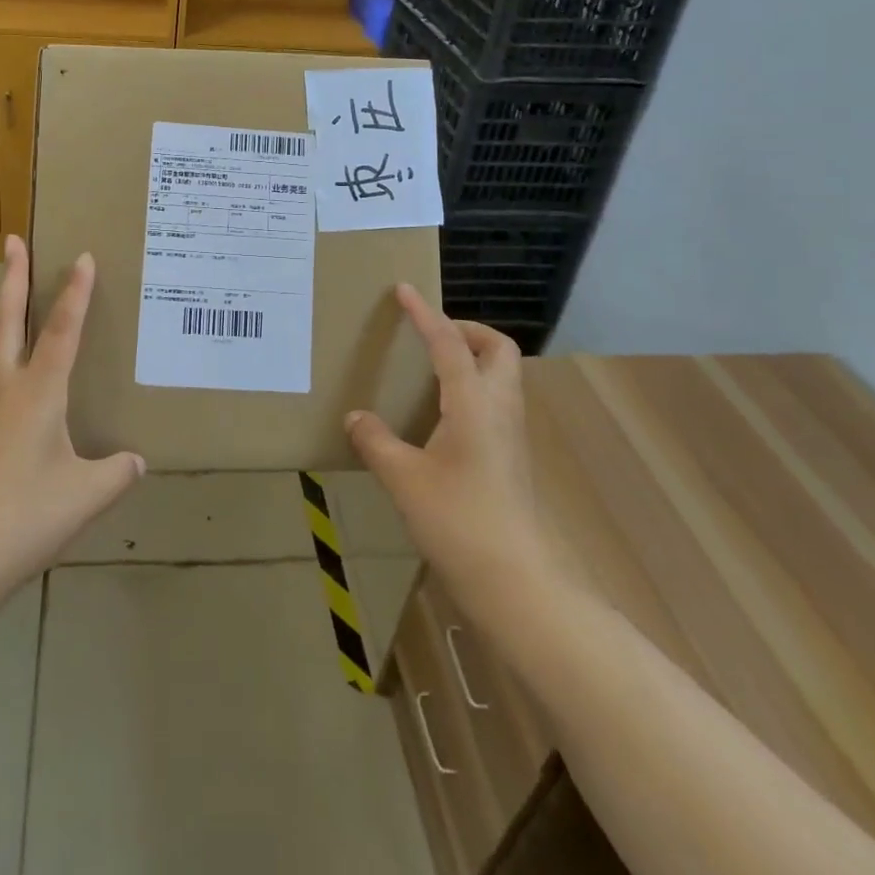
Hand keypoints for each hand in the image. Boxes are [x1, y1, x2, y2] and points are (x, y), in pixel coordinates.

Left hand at [0, 236, 144, 598]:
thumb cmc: (25, 518)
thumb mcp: (85, 496)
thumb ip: (115, 474)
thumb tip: (135, 461)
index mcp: (37, 393)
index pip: (61, 330)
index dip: (75, 292)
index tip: (82, 256)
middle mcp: (3, 388)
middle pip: (6, 319)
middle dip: (12, 276)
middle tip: (12, 240)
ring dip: (1, 312)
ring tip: (9, 296)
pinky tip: (4, 373)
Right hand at [345, 285, 544, 611]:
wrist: (518, 584)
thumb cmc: (459, 522)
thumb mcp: (404, 479)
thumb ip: (376, 442)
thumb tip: (355, 417)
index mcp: (474, 403)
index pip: (449, 343)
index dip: (425, 314)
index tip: (405, 290)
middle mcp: (500, 409)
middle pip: (497, 349)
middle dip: (467, 330)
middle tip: (430, 335)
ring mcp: (512, 435)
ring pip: (502, 376)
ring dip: (472, 358)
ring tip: (430, 369)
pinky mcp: (512, 458)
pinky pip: (496, 403)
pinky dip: (472, 389)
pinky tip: (441, 415)